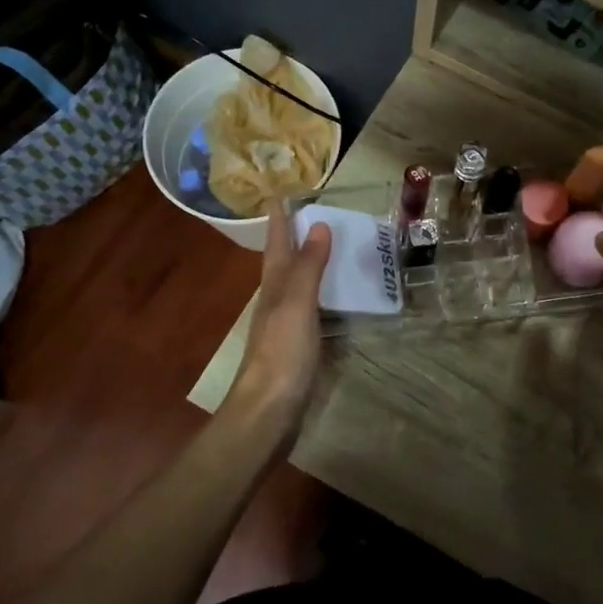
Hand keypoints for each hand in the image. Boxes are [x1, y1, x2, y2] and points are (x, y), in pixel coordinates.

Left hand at [224, 202, 330, 431]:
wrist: (268, 410)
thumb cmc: (281, 354)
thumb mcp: (297, 304)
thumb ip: (308, 267)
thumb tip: (319, 224)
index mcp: (274, 286)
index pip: (277, 243)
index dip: (280, 219)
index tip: (283, 193)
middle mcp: (276, 300)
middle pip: (283, 261)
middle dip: (293, 236)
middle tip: (313, 213)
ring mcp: (285, 325)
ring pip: (296, 284)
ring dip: (308, 264)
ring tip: (330, 247)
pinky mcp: (296, 346)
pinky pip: (311, 308)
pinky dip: (321, 294)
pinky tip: (334, 298)